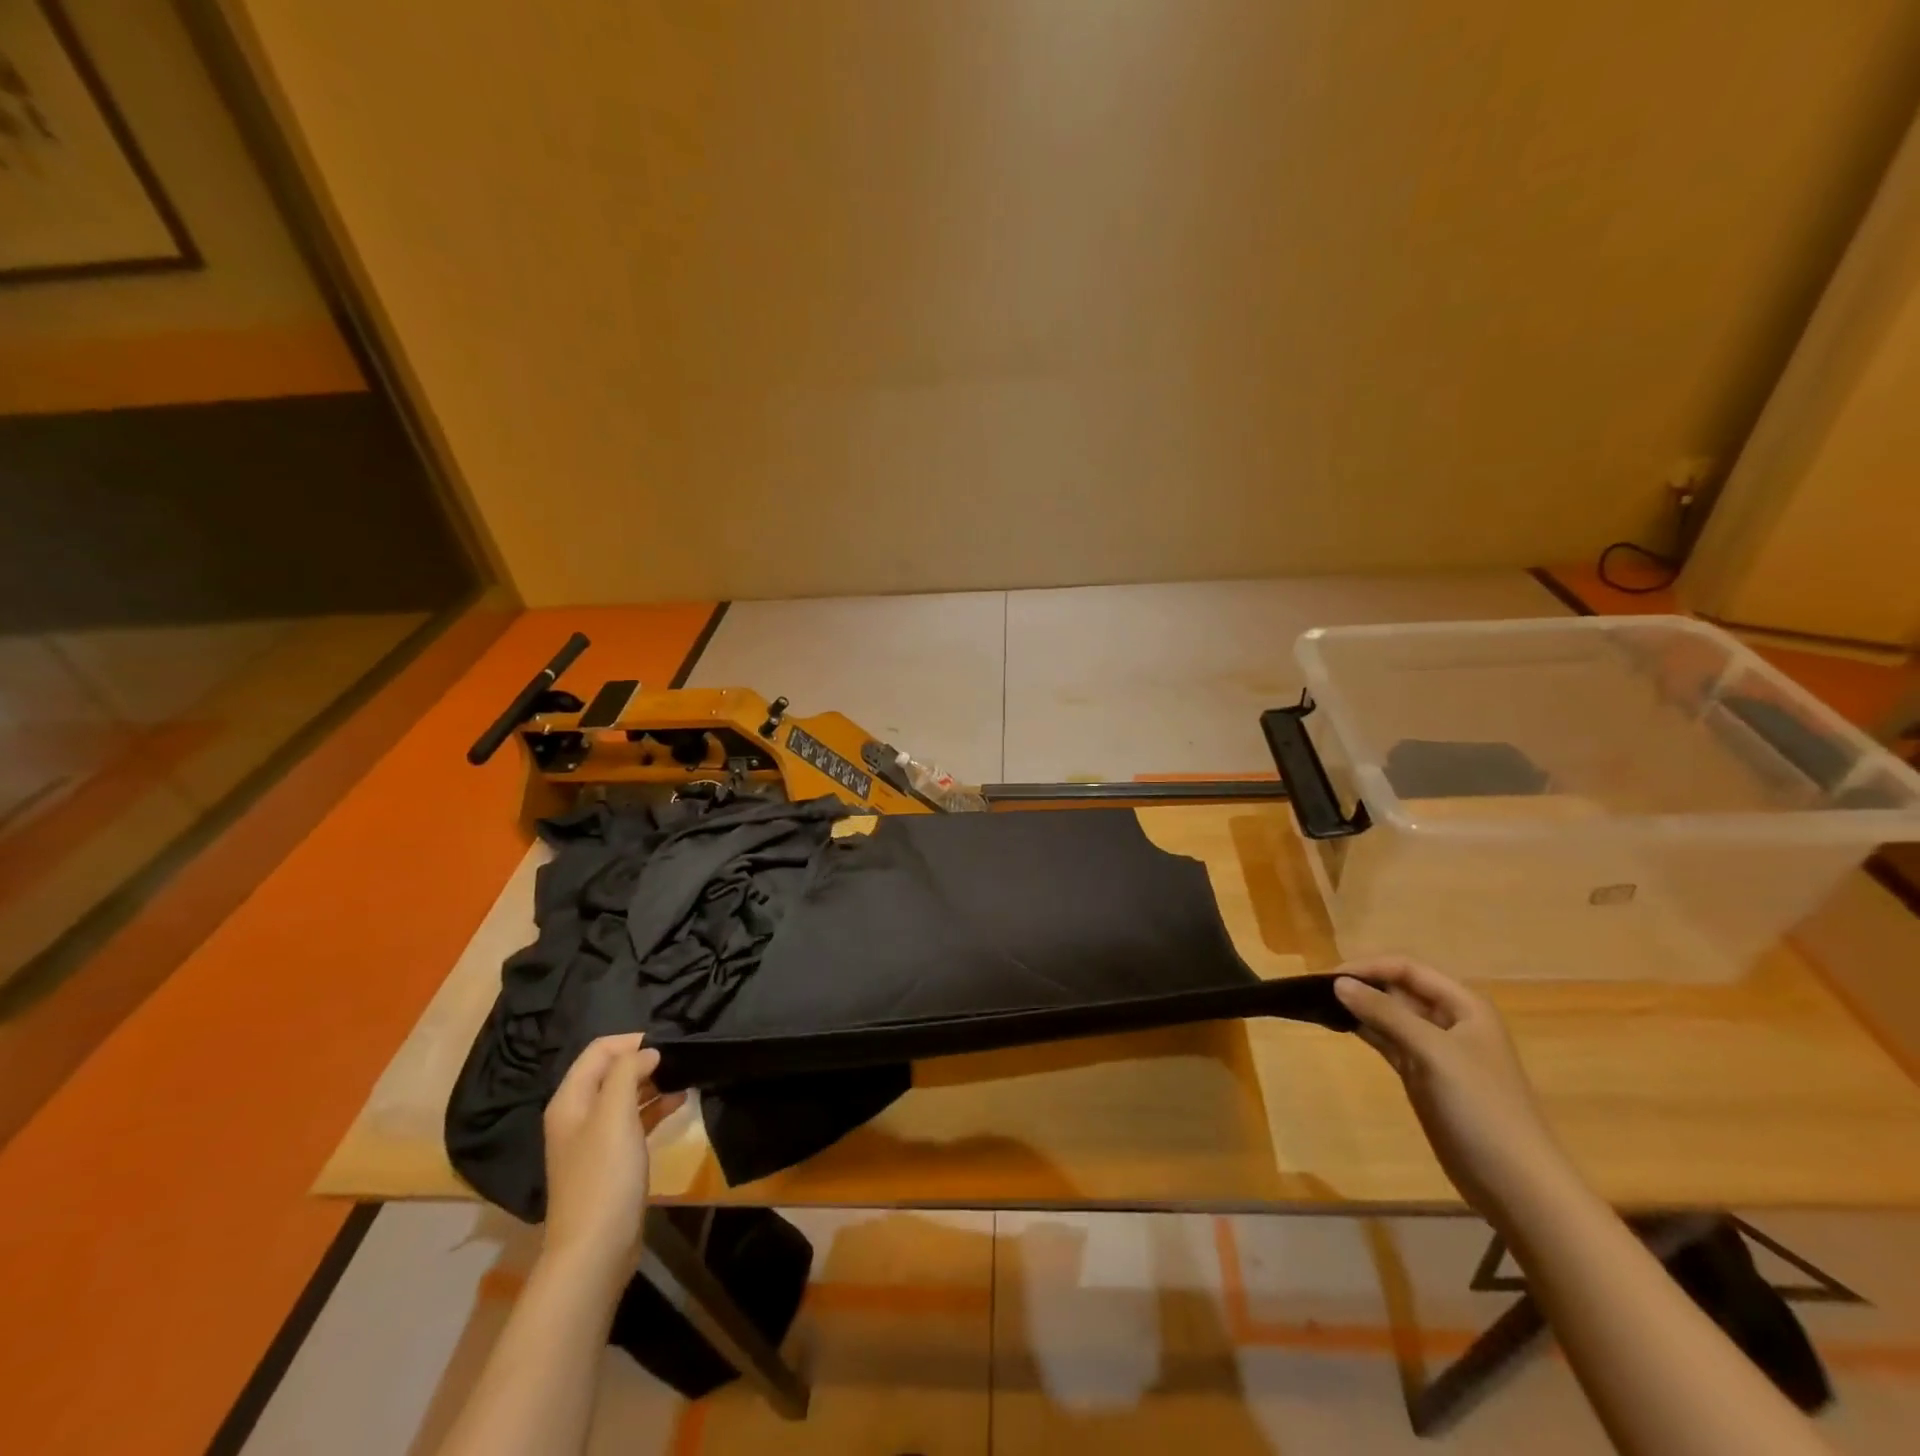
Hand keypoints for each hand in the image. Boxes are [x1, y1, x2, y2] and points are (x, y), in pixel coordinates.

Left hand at [541, 1034, 685, 1274]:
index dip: (631, 1041)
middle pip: (611, 1071)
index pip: (599, 1051)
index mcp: (571, 1100)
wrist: (596, 1249)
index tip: (667, 1044)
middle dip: (644, 1061)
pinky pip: (634, 1120)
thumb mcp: (614, 1115)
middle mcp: (578, 1115)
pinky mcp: (613, 1160)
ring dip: (653, 1083)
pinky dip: (655, 1108)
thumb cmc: (604, 1175)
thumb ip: (627, 1073)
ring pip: (625, 1095)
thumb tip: (647, 1052)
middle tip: (680, 1060)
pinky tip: (680, 1103)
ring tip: (685, 1077)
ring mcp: (595, 1140)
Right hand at [1335, 958, 1572, 1221]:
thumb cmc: (1481, 1108)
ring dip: (1359, 1007)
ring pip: (1389, 1014)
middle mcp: (1450, 1021)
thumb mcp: (1433, 1052)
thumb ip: (1385, 1013)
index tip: (1326, 977)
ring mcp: (1435, 1050)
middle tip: (1315, 991)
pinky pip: (1388, 1040)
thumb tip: (1338, 982)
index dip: (1368, 967)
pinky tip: (1338, 1026)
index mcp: (1464, 1005)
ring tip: (1318, 1004)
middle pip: (1397, 988)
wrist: (1516, 1184)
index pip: (1407, 969)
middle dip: (1361, 985)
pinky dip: (1364, 1030)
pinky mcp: (1422, 1075)